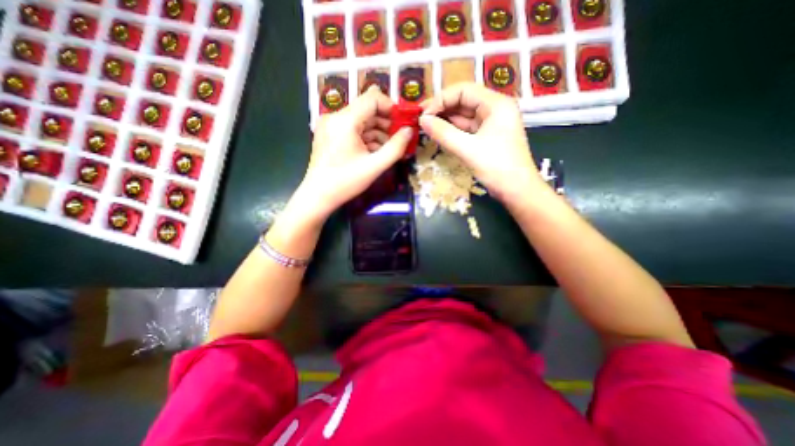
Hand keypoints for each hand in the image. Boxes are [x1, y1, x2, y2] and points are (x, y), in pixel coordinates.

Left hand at [295, 86, 413, 220]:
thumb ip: (396, 147)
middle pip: (367, 109)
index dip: (391, 107)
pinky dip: (366, 137)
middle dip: (386, 122)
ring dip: (377, 132)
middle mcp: (335, 117)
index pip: (372, 98)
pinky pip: (353, 129)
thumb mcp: (375, 166)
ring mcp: (330, 125)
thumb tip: (409, 130)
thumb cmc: (346, 182)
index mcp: (345, 120)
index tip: (403, 123)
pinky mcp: (330, 134)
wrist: (318, 196)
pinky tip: (375, 151)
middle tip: (399, 138)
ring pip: (360, 120)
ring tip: (389, 149)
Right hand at [419, 82, 543, 200]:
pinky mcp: (487, 137)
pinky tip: (438, 133)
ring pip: (464, 116)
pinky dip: (452, 130)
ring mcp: (491, 123)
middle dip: (441, 108)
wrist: (517, 191)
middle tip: (420, 119)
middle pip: (463, 101)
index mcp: (496, 104)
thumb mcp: (468, 149)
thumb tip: (422, 121)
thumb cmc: (497, 167)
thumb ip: (443, 133)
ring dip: (445, 120)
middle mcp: (495, 109)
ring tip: (425, 126)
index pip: (463, 90)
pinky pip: (466, 129)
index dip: (441, 100)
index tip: (423, 114)